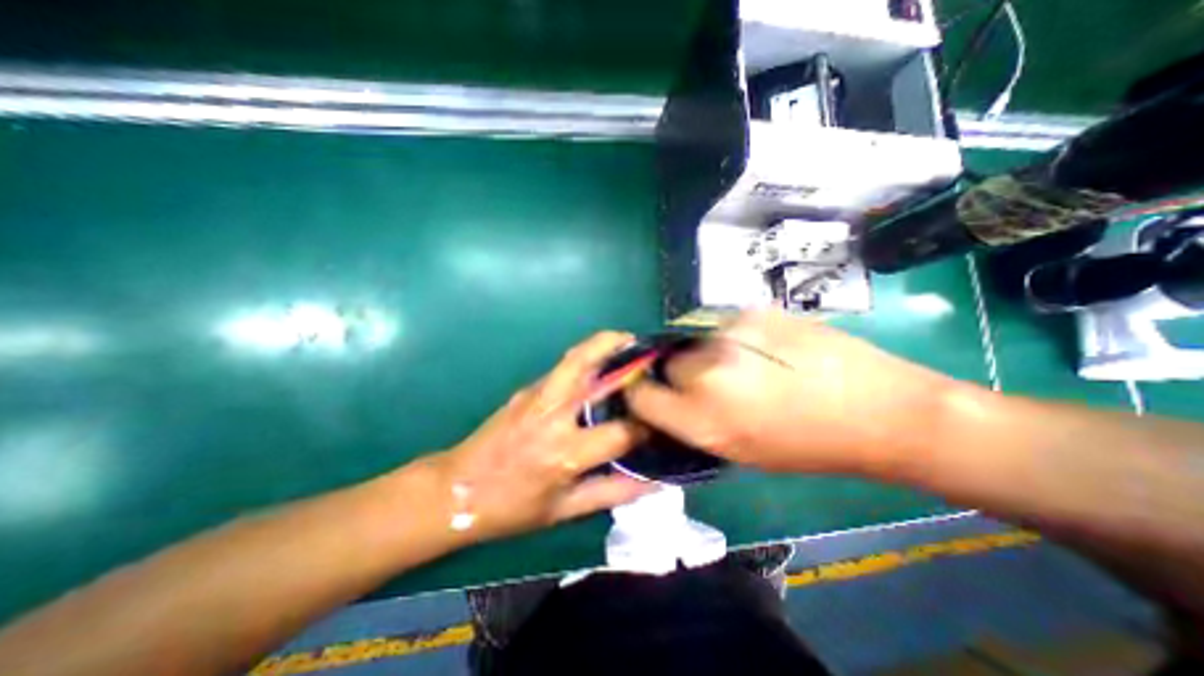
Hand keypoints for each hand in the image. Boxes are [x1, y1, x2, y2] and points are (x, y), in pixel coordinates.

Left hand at [428, 330, 653, 543]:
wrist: (456, 490)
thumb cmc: (511, 507)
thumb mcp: (565, 510)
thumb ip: (612, 493)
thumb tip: (654, 484)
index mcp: (566, 453)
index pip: (620, 431)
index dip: (647, 426)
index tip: (661, 420)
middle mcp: (553, 416)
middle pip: (593, 372)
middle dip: (624, 355)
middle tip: (647, 349)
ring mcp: (537, 396)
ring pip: (575, 358)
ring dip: (602, 343)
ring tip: (625, 340)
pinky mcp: (527, 389)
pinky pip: (563, 367)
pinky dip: (587, 356)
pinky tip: (600, 364)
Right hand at [625, 309, 954, 471]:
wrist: (879, 409)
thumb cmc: (806, 445)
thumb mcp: (738, 451)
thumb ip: (691, 423)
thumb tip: (664, 400)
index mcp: (703, 421)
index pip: (640, 395)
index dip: (641, 393)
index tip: (651, 393)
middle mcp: (707, 374)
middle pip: (666, 363)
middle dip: (679, 373)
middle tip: (711, 381)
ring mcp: (729, 336)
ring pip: (693, 341)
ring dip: (706, 353)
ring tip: (744, 363)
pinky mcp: (752, 311)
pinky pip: (723, 326)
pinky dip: (732, 337)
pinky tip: (764, 347)